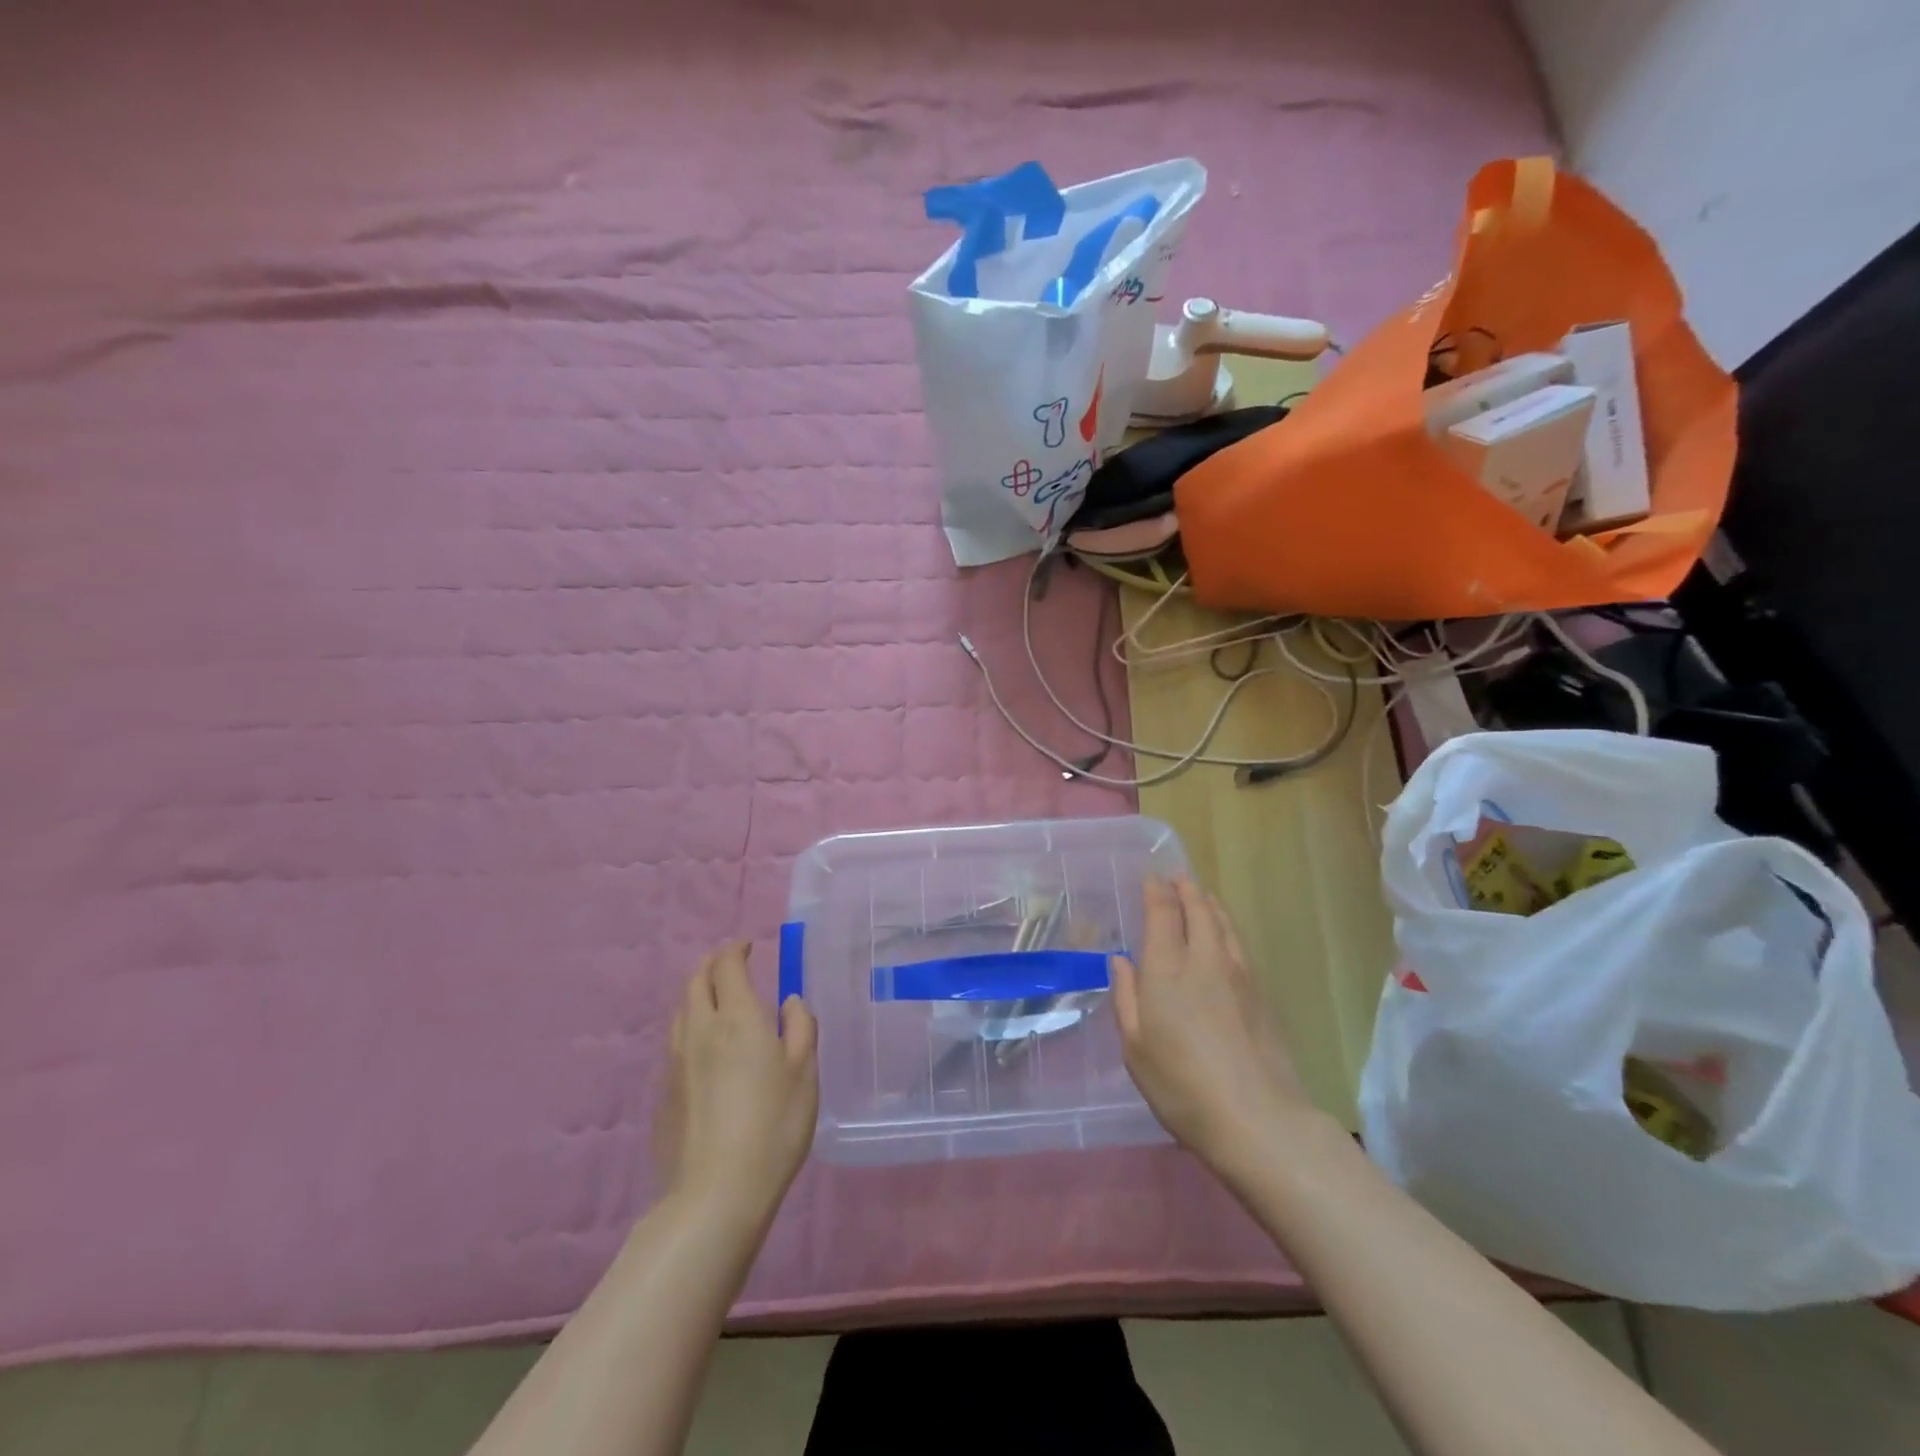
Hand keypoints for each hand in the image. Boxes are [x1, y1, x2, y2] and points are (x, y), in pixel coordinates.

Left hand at [656, 941, 817, 1227]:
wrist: (715, 1194)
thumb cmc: (772, 1126)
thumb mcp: (804, 1073)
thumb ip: (800, 1028)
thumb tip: (789, 1003)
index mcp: (737, 1018)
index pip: (727, 966)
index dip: (735, 949)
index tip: (748, 945)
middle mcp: (700, 1030)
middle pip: (695, 981)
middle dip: (712, 964)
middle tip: (730, 964)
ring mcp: (675, 1062)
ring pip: (681, 1011)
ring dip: (697, 994)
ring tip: (717, 1002)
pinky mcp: (663, 1093)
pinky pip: (675, 1043)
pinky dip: (690, 1028)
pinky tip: (705, 1050)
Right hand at [1111, 877, 1313, 1175]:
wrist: (1258, 1119)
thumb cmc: (1181, 1086)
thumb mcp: (1135, 1047)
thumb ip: (1127, 997)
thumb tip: (1121, 960)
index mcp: (1166, 968)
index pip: (1162, 912)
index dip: (1156, 890)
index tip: (1152, 876)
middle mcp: (1203, 959)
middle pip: (1197, 909)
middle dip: (1185, 889)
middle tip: (1177, 877)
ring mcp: (1238, 974)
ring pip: (1223, 923)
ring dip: (1209, 903)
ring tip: (1201, 895)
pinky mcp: (1261, 993)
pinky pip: (1238, 943)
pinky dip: (1226, 927)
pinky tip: (1224, 936)